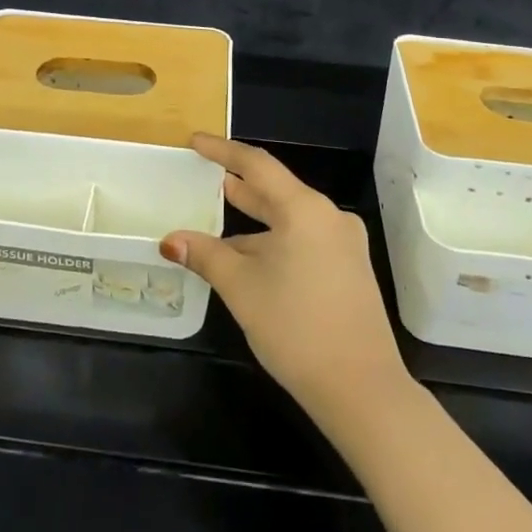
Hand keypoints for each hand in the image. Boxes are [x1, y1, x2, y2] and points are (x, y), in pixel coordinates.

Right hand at [160, 135, 409, 422]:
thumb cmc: (296, 327)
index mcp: (304, 209)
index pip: (257, 165)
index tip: (195, 142)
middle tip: (204, 175)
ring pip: (289, 218)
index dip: (222, 151)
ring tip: (218, 215)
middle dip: (238, 185)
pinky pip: (303, 240)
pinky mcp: (348, 269)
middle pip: (276, 190)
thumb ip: (204, 255)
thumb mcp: (241, 287)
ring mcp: (343, 244)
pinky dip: (273, 240)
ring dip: (254, 219)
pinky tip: (248, 256)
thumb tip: (170, 240)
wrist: (361, 389)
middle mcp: (328, 217)